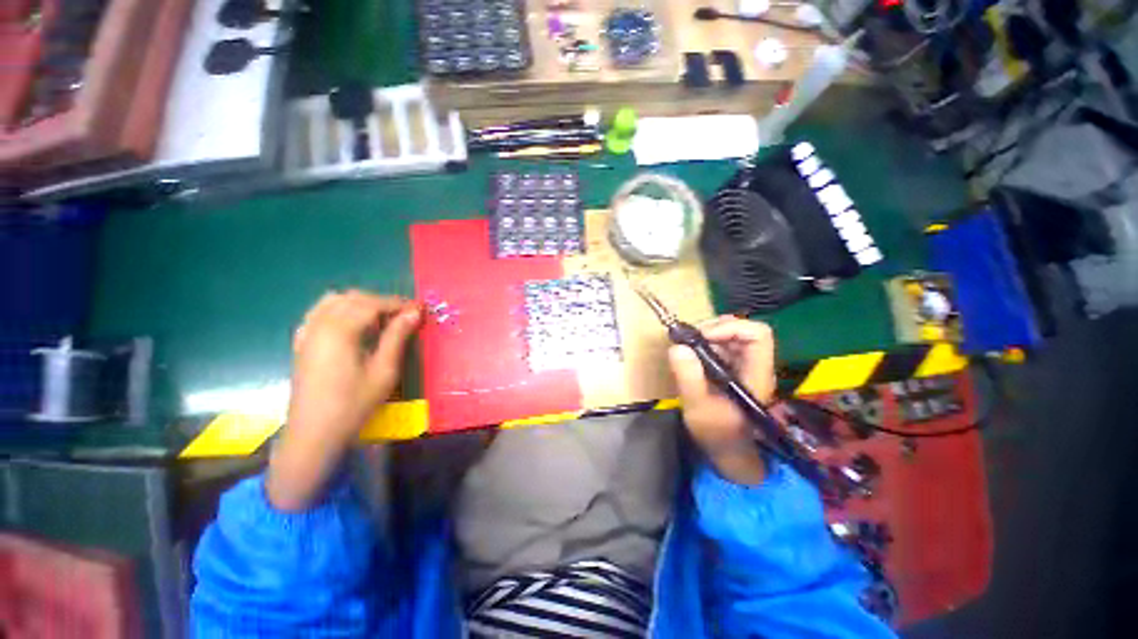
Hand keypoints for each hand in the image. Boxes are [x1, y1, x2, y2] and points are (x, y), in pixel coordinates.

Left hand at [267, 291, 421, 510]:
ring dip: (359, 303)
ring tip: (380, 319)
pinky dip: (339, 310)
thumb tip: (414, 313)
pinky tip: (352, 326)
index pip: (372, 304)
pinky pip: (319, 313)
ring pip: (333, 301)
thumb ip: (397, 337)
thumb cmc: (354, 404)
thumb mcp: (384, 370)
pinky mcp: (301, 344)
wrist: (313, 434)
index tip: (419, 309)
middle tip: (404, 316)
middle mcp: (319, 325)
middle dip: (381, 302)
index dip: (398, 303)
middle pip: (352, 298)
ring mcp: (307, 334)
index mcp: (339, 331)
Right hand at [667, 317, 775, 484]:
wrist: (726, 451)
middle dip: (713, 328)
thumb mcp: (697, 407)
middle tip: (688, 339)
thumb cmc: (716, 434)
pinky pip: (721, 345)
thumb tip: (677, 347)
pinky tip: (690, 354)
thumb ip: (688, 377)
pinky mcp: (732, 369)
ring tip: (687, 346)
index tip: (702, 337)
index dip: (730, 328)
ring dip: (707, 335)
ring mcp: (744, 366)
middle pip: (743, 330)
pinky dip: (704, 343)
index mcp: (755, 374)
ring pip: (731, 335)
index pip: (757, 335)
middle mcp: (754, 365)